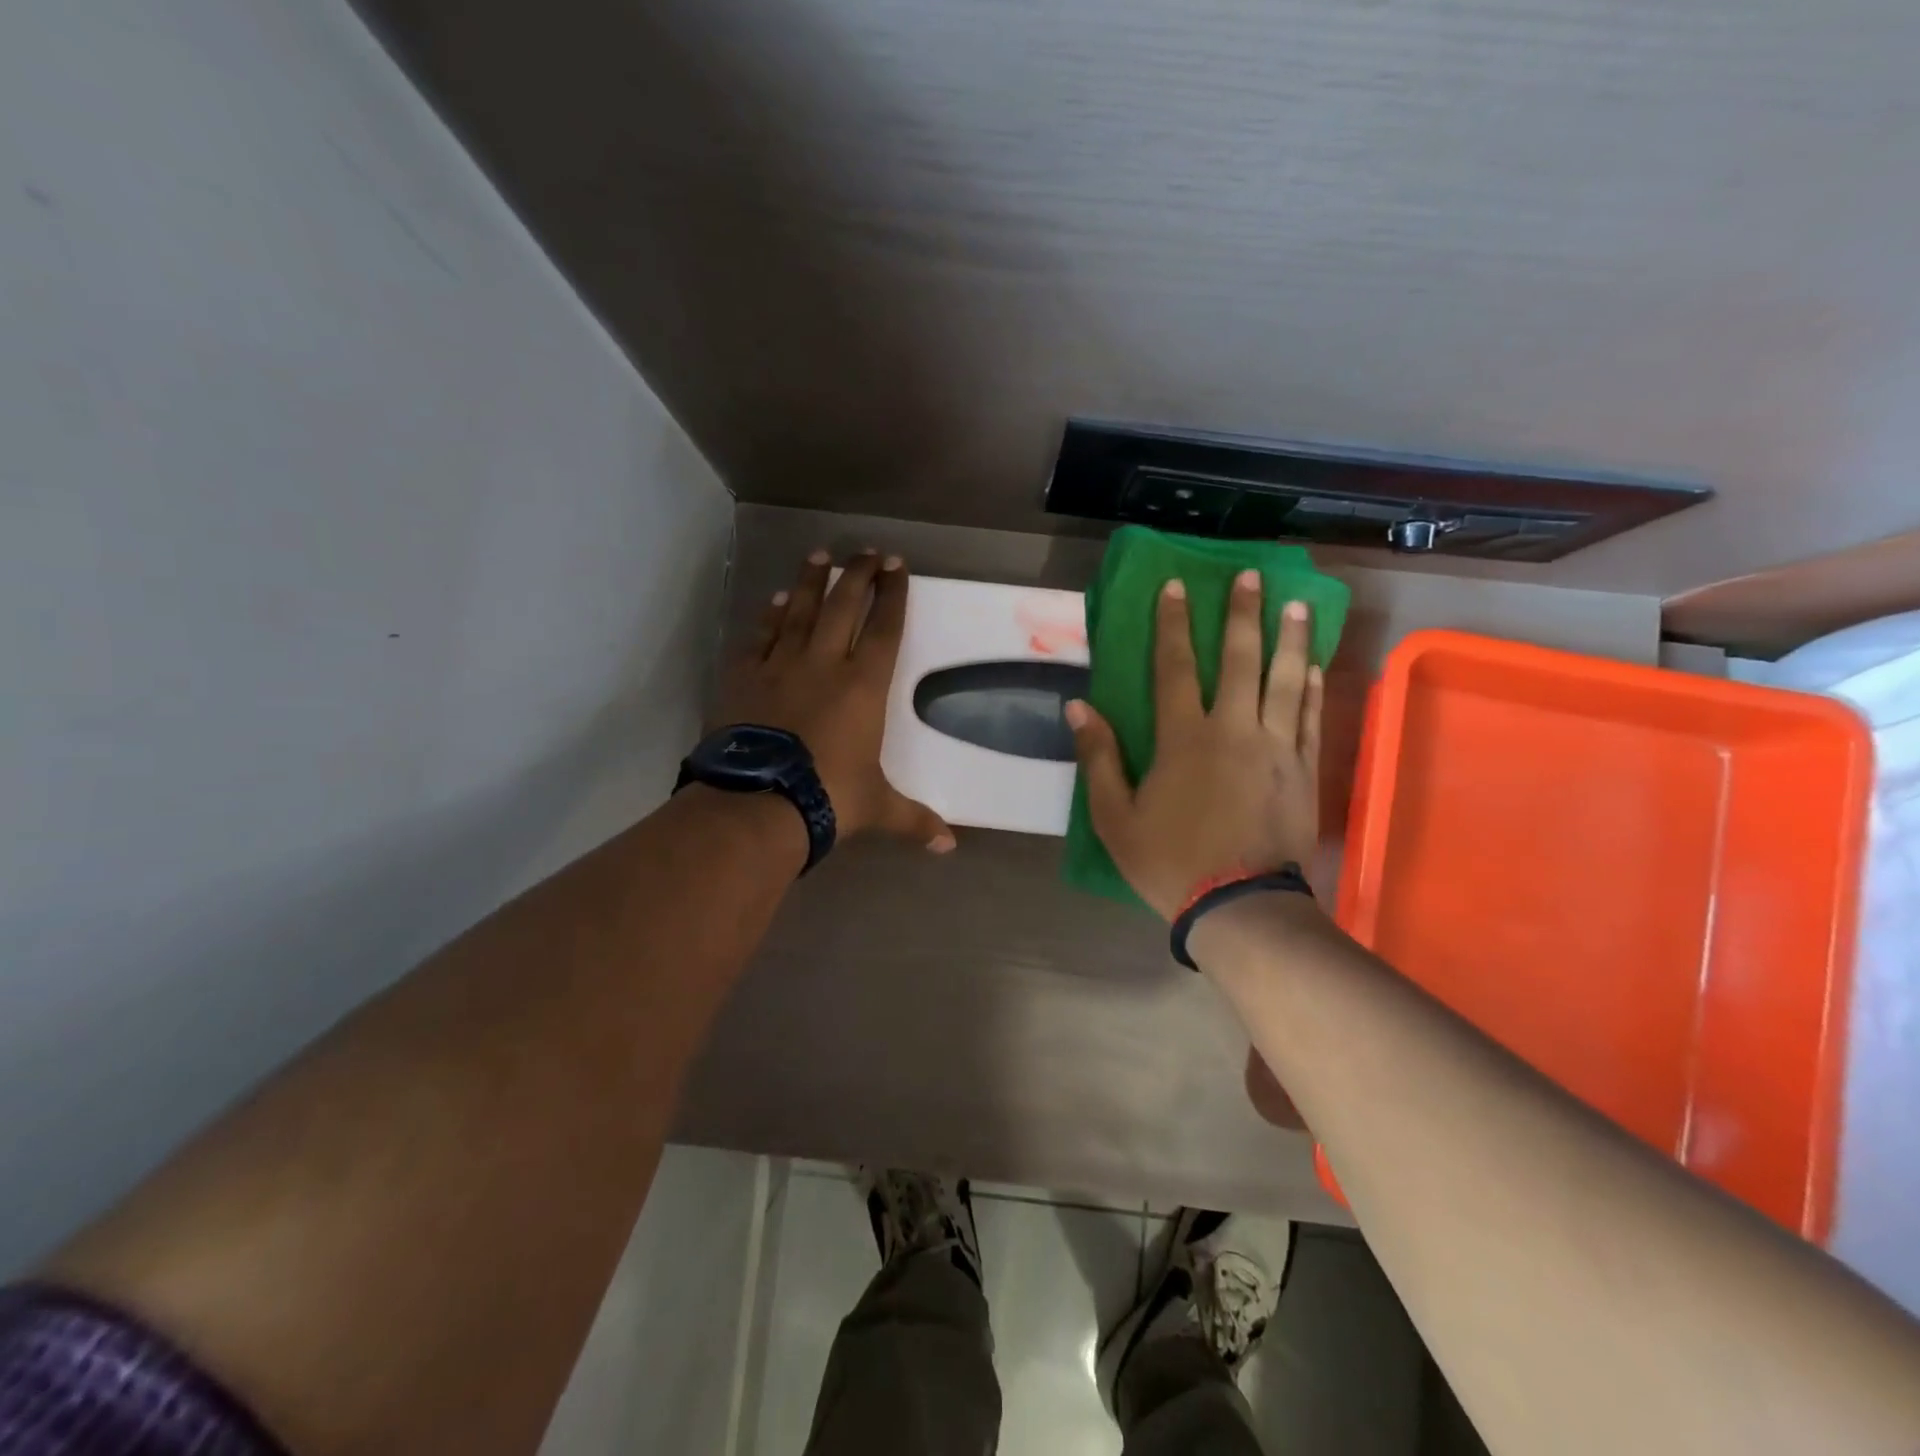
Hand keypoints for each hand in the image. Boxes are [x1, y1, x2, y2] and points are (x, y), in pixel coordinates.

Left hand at [715, 549, 955, 851]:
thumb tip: (949, 846)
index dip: (894, 595)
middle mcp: (825, 664)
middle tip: (867, 551)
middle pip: (844, 606)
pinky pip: (761, 636)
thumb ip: (914, 819)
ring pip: (799, 610)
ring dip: (812, 581)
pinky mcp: (745, 677)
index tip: (898, 566)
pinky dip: (770, 616)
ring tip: (820, 554)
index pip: (885, 629)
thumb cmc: (828, 797)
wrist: (758, 802)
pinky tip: (776, 600)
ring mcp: (781, 666)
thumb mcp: (877, 808)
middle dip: (859, 575)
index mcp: (863, 687)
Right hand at [1067, 570, 1322, 919]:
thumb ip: (1099, 759)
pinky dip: (1314, 689)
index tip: (1175, 586)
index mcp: (1184, 739)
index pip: (1175, 668)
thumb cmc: (1170, 861)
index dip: (1173, 624)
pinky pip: (1312, 720)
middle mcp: (1234, 730)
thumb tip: (1079, 707)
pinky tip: (1316, 666)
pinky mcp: (1305, 771)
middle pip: (1241, 660)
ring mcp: (1277, 749)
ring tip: (1298, 603)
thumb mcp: (1115, 817)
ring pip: (1286, 681)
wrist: (1240, 906)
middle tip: (1248, 575)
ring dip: (1291, 639)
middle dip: (1242, 614)